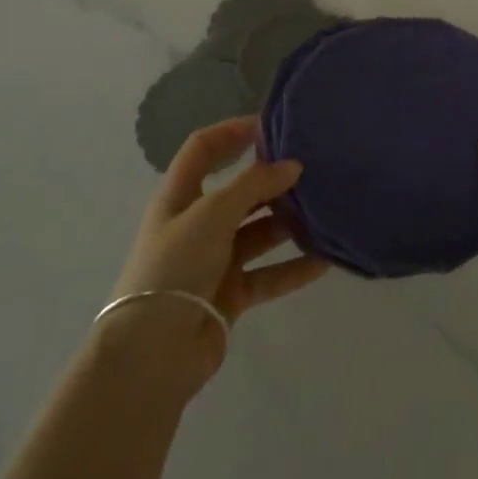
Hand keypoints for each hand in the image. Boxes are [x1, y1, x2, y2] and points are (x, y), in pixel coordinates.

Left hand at [105, 116, 328, 390]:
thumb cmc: (175, 266)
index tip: (271, 124)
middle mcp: (197, 223)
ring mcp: (214, 260)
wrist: (152, 354)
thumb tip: (293, 165)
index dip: (232, 132)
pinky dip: (294, 267)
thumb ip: (254, 185)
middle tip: (313, 169)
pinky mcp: (230, 294)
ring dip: (288, 223)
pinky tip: (325, 260)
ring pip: (258, 232)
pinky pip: (268, 273)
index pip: (203, 149)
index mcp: (180, 196)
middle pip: (239, 191)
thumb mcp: (212, 214)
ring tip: (325, 210)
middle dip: (272, 180)